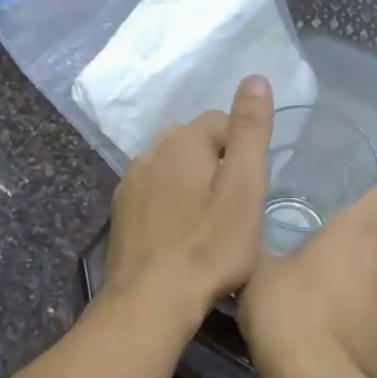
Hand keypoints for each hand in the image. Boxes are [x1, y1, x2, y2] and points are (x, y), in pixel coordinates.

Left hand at [104, 76, 274, 320]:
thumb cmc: (210, 246)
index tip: (252, 189)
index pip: (221, 121)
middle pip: (193, 143)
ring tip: (209, 222)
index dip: (243, 150)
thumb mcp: (245, 187)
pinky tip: (180, 234)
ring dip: (191, 184)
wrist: (152, 298)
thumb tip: (255, 78)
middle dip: (216, 163)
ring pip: (171, 168)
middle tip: (234, 207)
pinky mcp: (121, 213)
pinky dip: (170, 204)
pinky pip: (153, 194)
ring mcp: (130, 183)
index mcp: (182, 140)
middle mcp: (150, 152)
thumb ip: (250, 131)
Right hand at [239, 171, 376, 377]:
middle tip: (331, 235)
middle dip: (369, 229)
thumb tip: (255, 239)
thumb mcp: (258, 270)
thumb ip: (266, 247)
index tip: (374, 180)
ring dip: (365, 269)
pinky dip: (365, 303)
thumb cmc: (288, 311)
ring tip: (328, 280)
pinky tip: (333, 318)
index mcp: (362, 230)